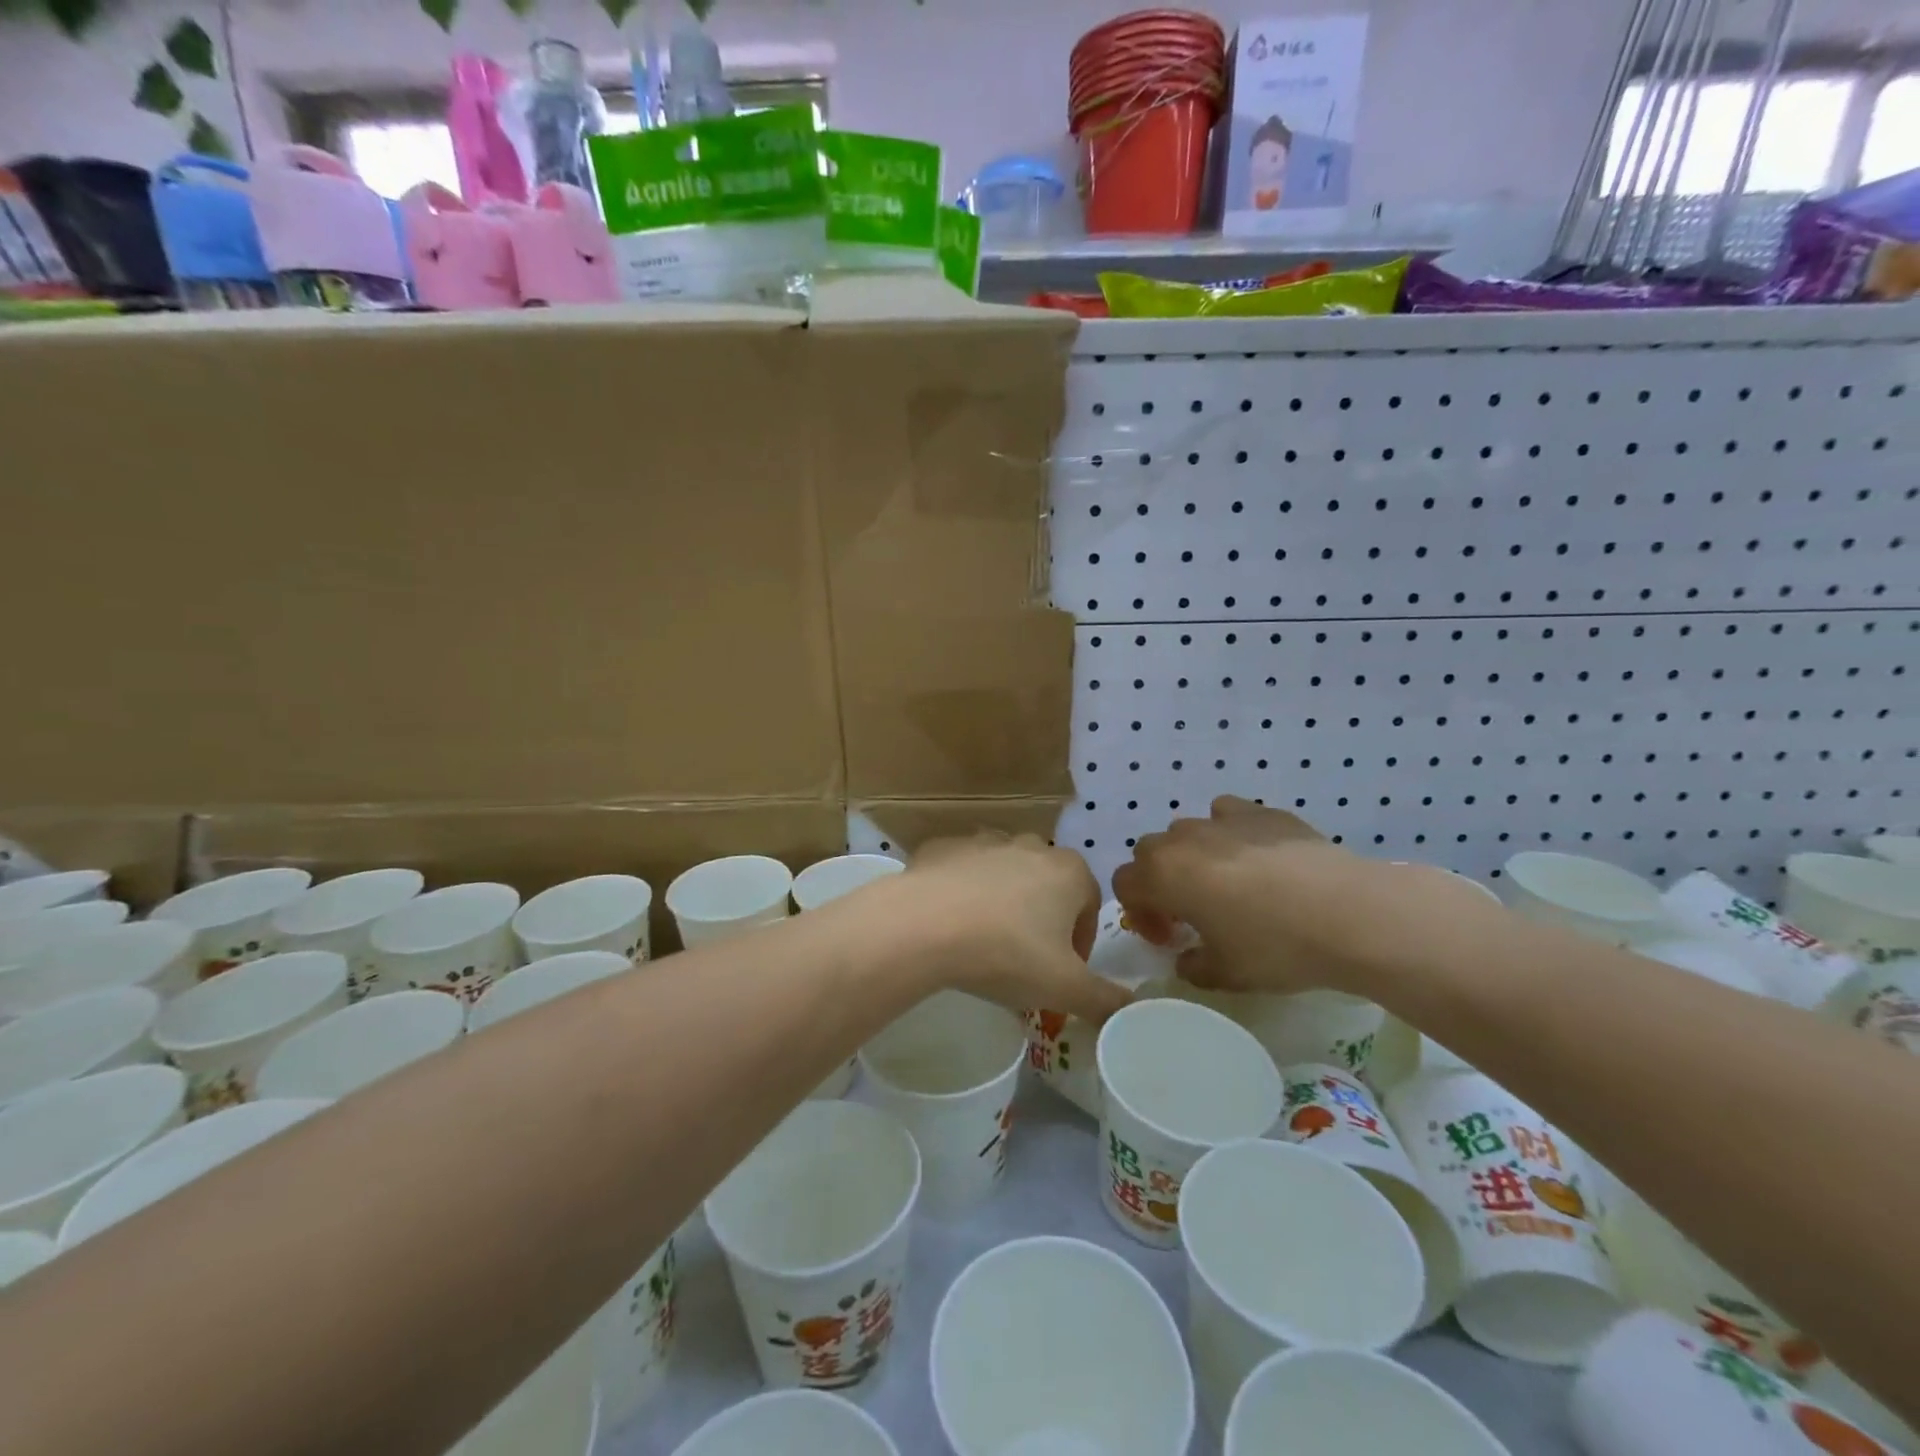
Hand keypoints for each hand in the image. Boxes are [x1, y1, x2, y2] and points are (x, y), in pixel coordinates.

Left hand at [892, 834, 1130, 1025]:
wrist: (924, 925)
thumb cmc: (1007, 953)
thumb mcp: (1065, 988)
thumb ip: (1105, 1001)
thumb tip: (1132, 1012)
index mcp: (1069, 871)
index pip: (1090, 905)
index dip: (1081, 942)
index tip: (1062, 973)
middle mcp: (1030, 845)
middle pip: (1047, 886)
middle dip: (1041, 919)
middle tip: (1023, 960)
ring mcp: (984, 841)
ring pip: (1003, 875)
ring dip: (1001, 903)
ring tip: (982, 943)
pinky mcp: (944, 846)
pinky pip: (961, 871)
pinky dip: (960, 892)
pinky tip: (948, 924)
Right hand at [1114, 796, 1477, 994]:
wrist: (1350, 914)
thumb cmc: (1276, 947)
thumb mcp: (1225, 974)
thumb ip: (1192, 965)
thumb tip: (1189, 956)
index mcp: (1163, 875)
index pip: (1124, 885)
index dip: (1139, 915)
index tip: (1170, 939)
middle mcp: (1183, 839)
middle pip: (1149, 854)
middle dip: (1160, 882)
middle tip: (1191, 914)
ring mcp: (1223, 820)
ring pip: (1187, 832)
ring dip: (1192, 858)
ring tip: (1226, 885)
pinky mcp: (1261, 811)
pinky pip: (1226, 815)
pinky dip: (1227, 834)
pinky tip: (1255, 858)